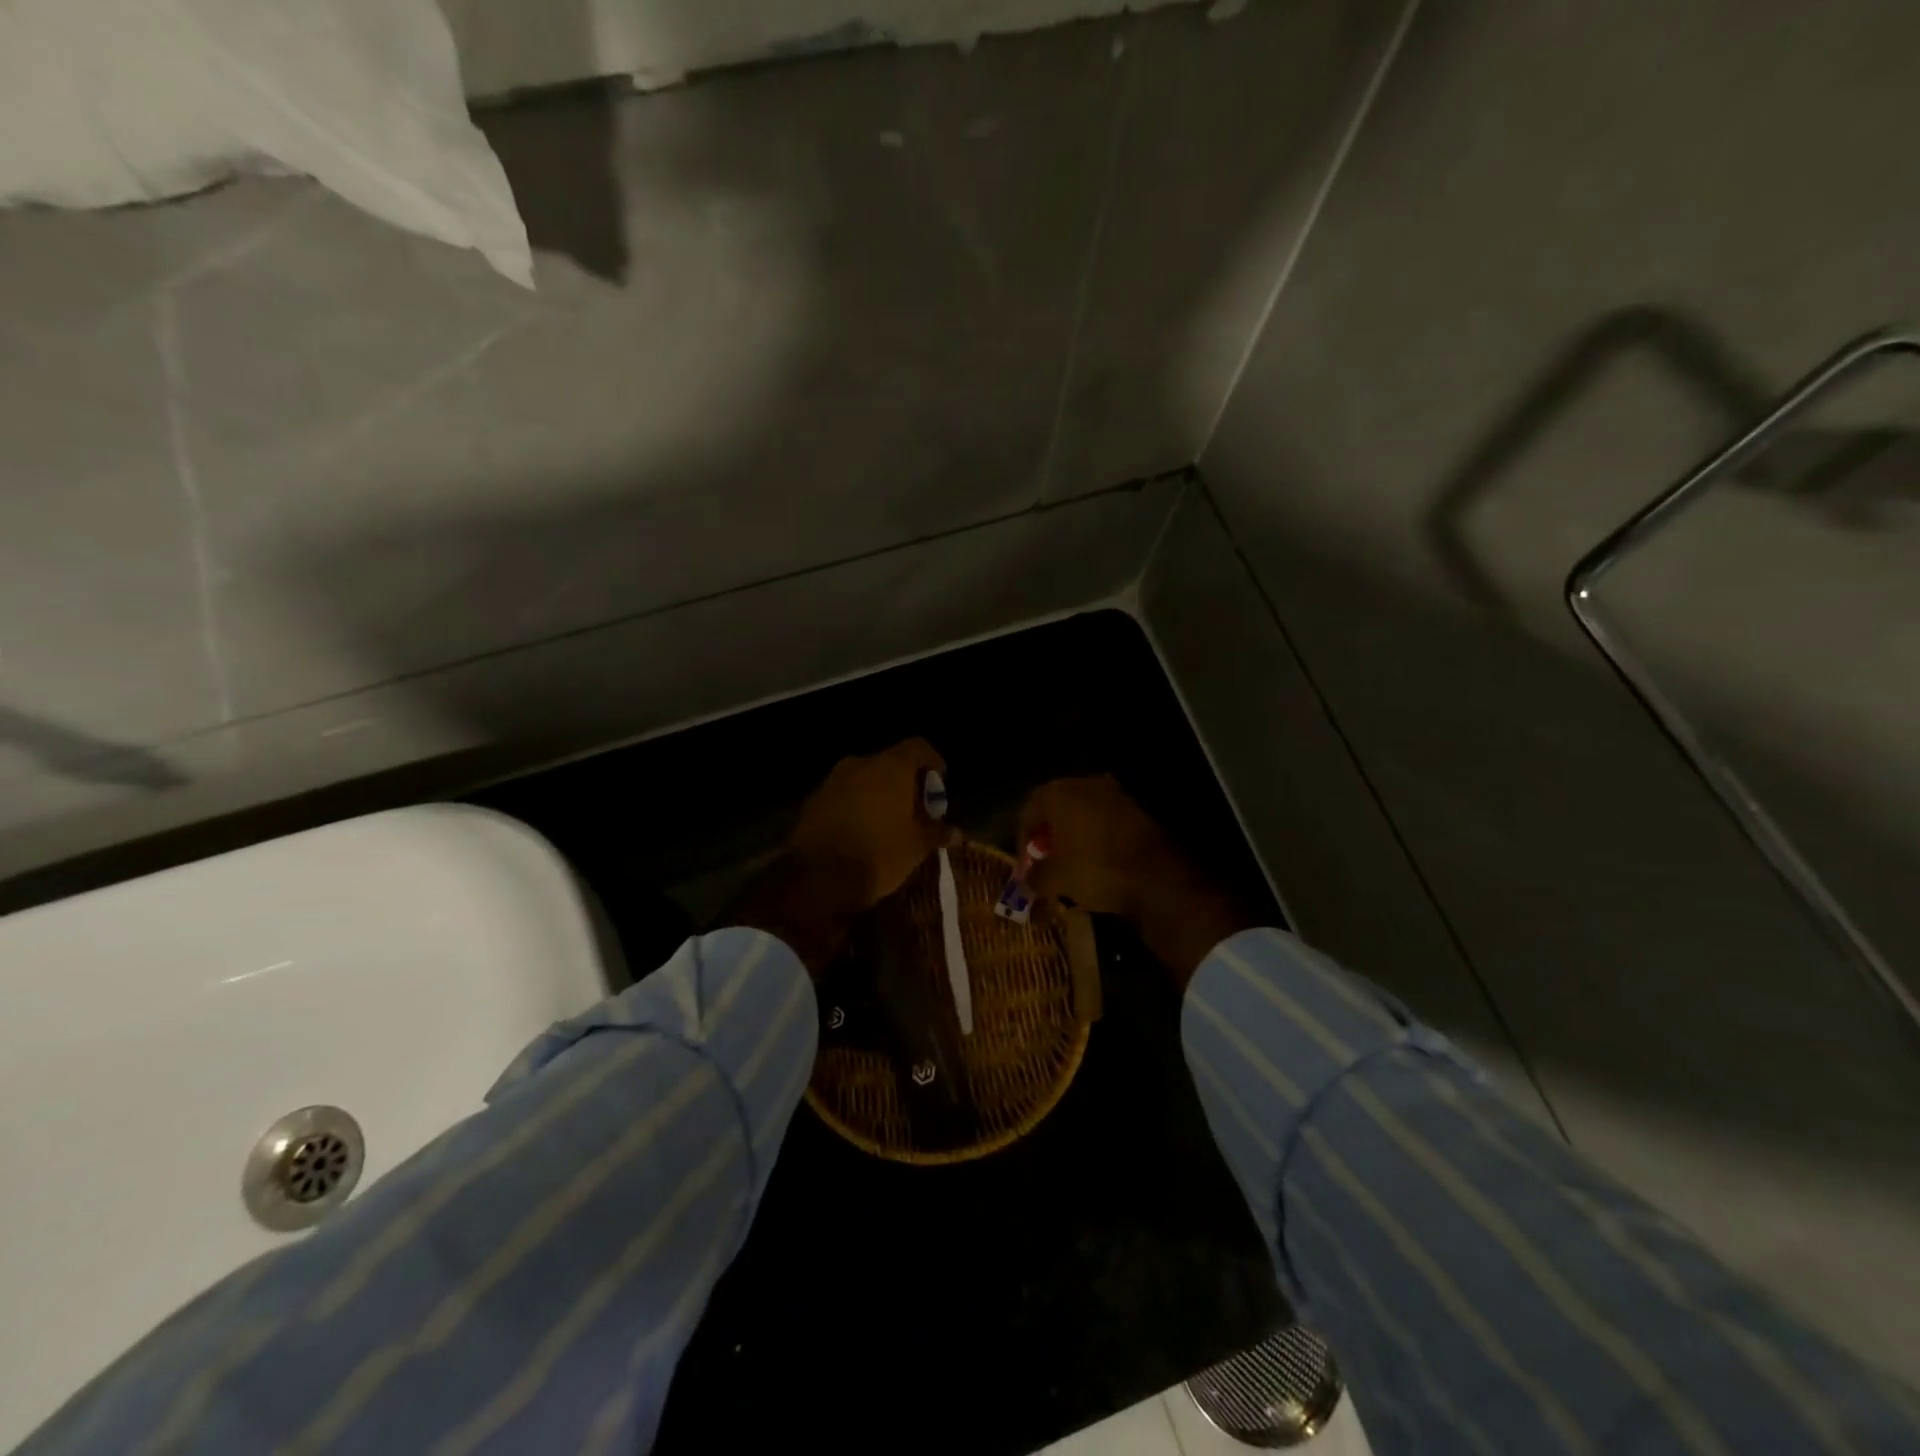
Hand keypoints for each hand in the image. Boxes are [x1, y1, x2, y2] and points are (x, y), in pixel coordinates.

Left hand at [789, 737, 956, 907]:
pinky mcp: (814, 800)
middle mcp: (861, 764)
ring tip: (889, 822)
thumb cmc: (879, 853)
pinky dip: (856, 806)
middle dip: (904, 783)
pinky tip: (862, 831)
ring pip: (864, 779)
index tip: (939, 781)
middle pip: (890, 763)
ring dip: (878, 794)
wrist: (818, 876)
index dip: (932, 762)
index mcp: (891, 767)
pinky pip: (844, 795)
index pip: (918, 747)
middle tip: (916, 808)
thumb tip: (955, 833)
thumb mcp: (916, 847)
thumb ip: (936, 833)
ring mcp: (833, 780)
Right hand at [1018, 775, 1250, 986]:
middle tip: (1046, 864)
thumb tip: (1027, 881)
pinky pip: (1105, 823)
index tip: (1026, 868)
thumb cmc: (1094, 869)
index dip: (1023, 841)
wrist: (1156, 875)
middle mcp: (1086, 784)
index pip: (1028, 811)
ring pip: (1083, 815)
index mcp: (1059, 792)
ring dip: (1073, 838)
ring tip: (1070, 867)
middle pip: (1056, 809)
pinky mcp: (1138, 811)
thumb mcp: (1054, 879)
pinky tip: (1096, 864)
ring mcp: (1116, 795)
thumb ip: (1034, 876)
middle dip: (1048, 837)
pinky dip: (1096, 840)